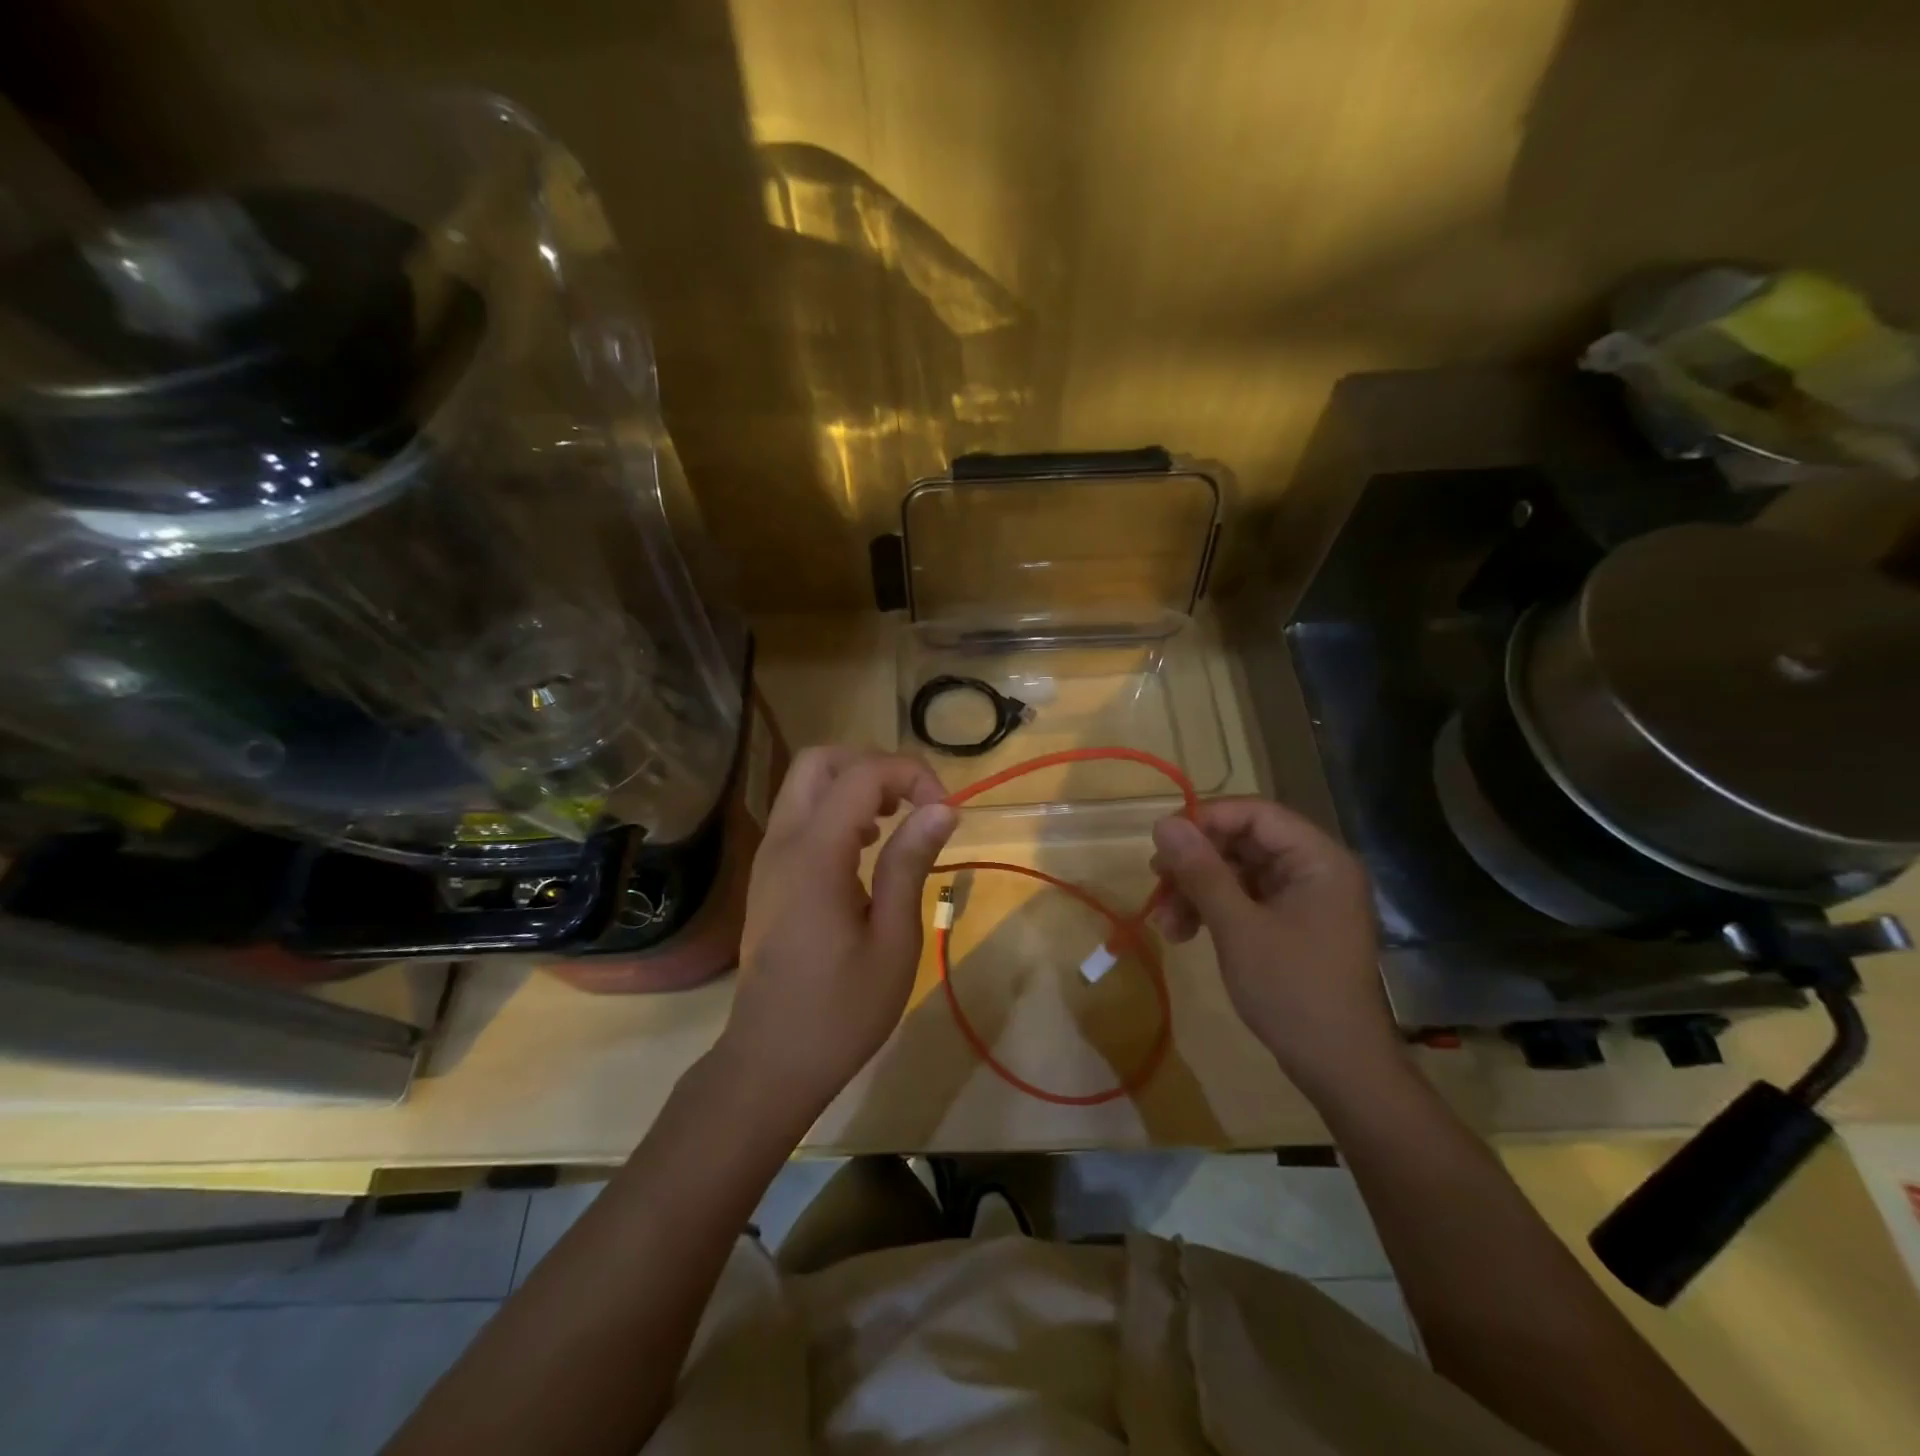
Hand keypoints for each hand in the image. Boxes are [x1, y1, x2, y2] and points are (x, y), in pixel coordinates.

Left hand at [719, 747, 957, 1119]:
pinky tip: (865, 849)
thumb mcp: (894, 940)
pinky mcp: (768, 875)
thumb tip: (942, 809)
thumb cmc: (841, 1010)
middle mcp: (783, 841)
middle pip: (820, 760)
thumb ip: (910, 864)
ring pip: (805, 783)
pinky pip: (799, 815)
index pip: (862, 775)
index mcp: (815, 854)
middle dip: (873, 766)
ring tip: (894, 823)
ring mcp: (768, 857)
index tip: (946, 812)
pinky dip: (835, 809)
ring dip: (853, 785)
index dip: (911, 775)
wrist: (770, 1061)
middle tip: (913, 803)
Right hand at [1149, 798, 1404, 1101]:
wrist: (1339, 1069)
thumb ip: (1201, 871)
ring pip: (1237, 873)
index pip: (1256, 814)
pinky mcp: (1291, 924)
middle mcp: (1314, 870)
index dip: (1205, 819)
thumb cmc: (1292, 990)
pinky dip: (1212, 911)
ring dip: (1196, 891)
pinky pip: (1244, 900)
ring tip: (1165, 923)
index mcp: (1317, 859)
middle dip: (1195, 863)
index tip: (1162, 840)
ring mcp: (1303, 899)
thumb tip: (1163, 822)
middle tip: (1155, 881)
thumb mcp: (1238, 927)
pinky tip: (1183, 933)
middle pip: (1243, 842)